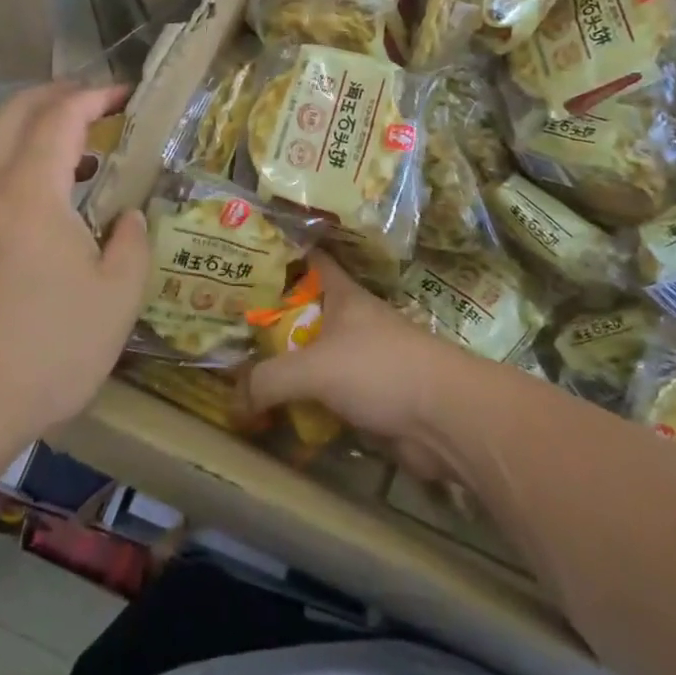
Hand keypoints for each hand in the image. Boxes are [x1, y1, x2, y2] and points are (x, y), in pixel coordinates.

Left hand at [0, 83, 147, 443]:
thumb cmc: (50, 347)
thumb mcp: (117, 296)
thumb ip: (131, 242)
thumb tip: (127, 216)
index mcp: (32, 191)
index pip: (61, 116)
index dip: (96, 96)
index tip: (129, 95)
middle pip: (14, 113)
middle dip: (56, 95)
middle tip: (99, 103)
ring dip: (39, 129)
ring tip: (88, 150)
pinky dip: (27, 162)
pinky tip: (60, 200)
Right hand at [246, 254, 475, 478]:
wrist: (445, 419)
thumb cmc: (380, 369)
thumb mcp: (314, 368)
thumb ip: (269, 379)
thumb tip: (235, 399)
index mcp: (344, 297)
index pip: (313, 261)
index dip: (285, 255)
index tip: (250, 256)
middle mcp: (353, 324)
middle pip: (307, 314)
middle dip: (273, 321)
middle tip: (230, 328)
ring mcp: (364, 362)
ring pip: (316, 358)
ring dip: (288, 368)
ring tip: (243, 374)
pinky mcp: (371, 400)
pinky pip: (328, 398)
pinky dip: (306, 405)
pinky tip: (277, 414)